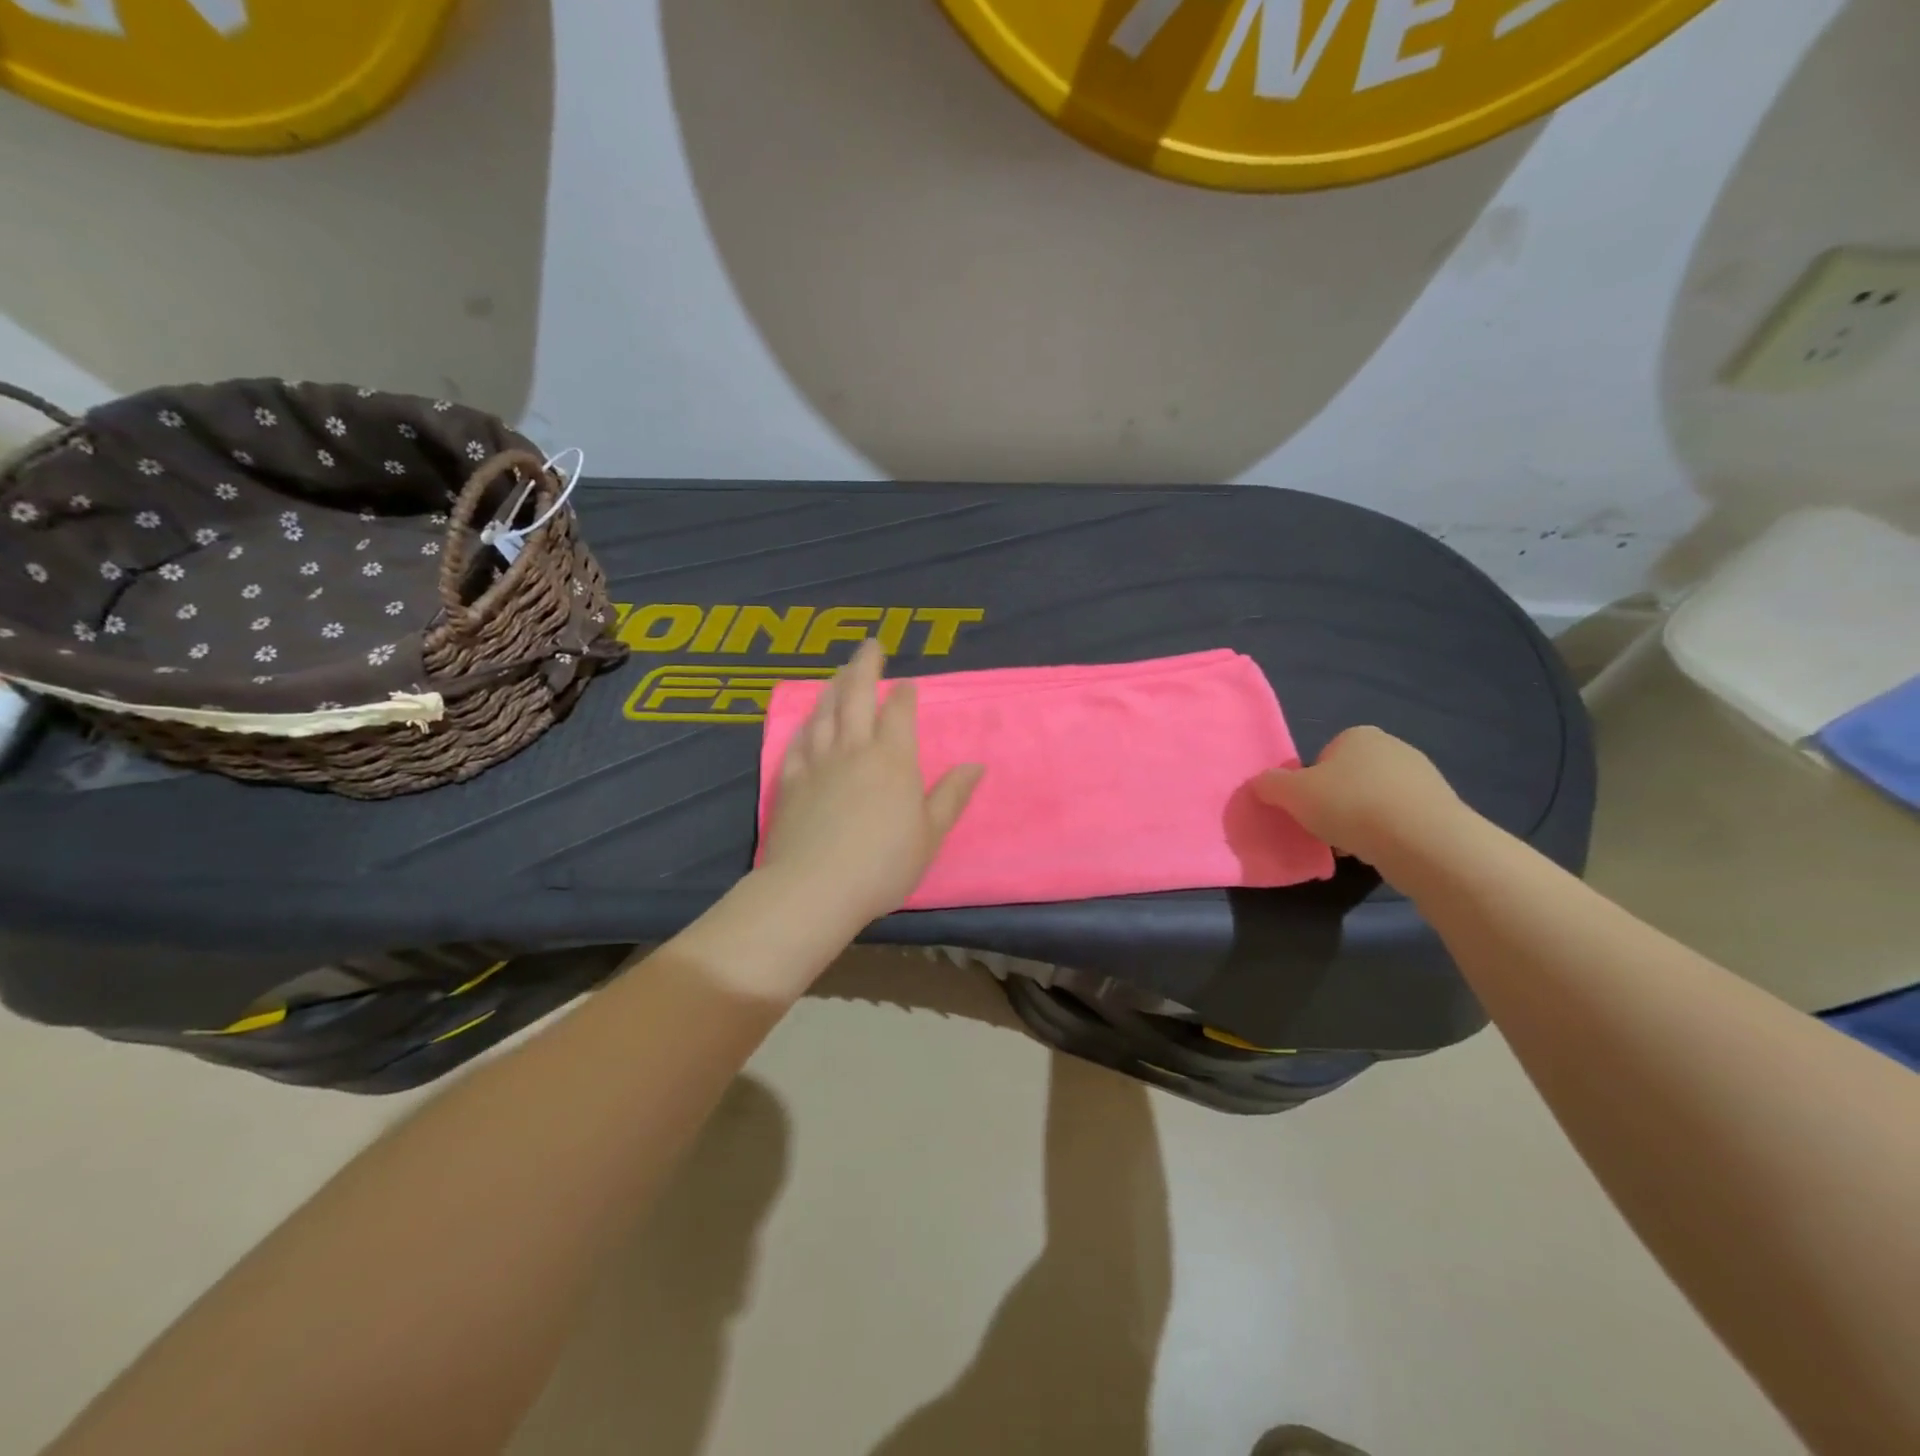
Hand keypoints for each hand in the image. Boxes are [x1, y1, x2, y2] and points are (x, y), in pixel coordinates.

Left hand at [758, 640, 982, 928]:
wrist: (816, 888)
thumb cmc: (883, 864)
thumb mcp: (930, 834)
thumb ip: (951, 796)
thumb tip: (975, 765)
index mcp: (893, 759)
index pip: (899, 712)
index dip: (904, 695)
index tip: (907, 684)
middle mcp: (854, 749)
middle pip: (856, 696)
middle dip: (865, 667)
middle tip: (870, 646)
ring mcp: (818, 762)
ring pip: (824, 712)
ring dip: (833, 687)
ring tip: (838, 672)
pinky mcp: (791, 781)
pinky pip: (798, 742)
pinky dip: (805, 724)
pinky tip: (806, 720)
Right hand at [1253, 726, 1463, 867]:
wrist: (1423, 841)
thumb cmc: (1350, 804)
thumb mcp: (1292, 793)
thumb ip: (1270, 784)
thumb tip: (1262, 784)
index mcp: (1358, 735)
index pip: (1323, 757)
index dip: (1311, 783)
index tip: (1308, 806)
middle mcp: (1394, 748)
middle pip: (1350, 778)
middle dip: (1337, 802)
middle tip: (1325, 828)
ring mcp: (1423, 778)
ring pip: (1375, 801)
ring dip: (1361, 821)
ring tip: (1352, 846)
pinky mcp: (1441, 809)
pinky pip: (1400, 821)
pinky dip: (1387, 836)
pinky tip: (1380, 853)